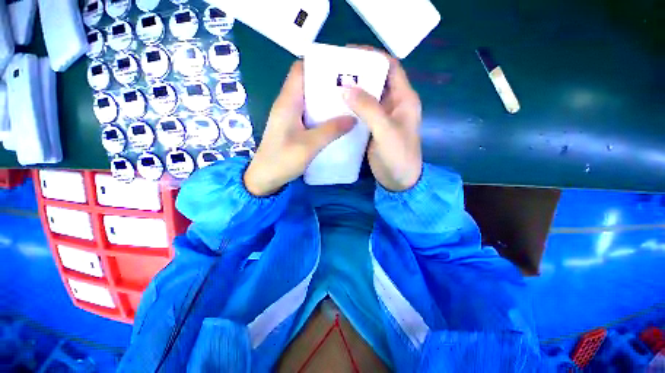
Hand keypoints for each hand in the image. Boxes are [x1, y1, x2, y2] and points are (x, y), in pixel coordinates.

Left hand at [244, 62, 354, 195]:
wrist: (265, 178)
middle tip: (351, 87)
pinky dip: (323, 115)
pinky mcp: (294, 128)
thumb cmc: (282, 160)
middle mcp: (288, 104)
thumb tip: (353, 118)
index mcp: (288, 102)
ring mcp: (290, 117)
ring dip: (327, 100)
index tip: (341, 68)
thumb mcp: (309, 145)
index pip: (300, 70)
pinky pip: (310, 115)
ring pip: (310, 100)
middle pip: (308, 84)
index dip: (319, 65)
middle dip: (328, 83)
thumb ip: (331, 130)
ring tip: (348, 103)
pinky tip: (336, 121)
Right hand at [344, 48, 422, 191]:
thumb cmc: (399, 156)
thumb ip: (369, 109)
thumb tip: (346, 87)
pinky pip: (361, 112)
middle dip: (357, 73)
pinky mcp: (373, 128)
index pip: (390, 67)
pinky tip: (336, 107)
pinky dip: (350, 108)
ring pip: (367, 96)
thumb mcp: (386, 131)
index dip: (371, 56)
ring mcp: (382, 117)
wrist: (399, 181)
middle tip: (334, 71)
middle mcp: (393, 104)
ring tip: (331, 86)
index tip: (348, 53)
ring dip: (352, 90)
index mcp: (404, 99)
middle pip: (376, 80)